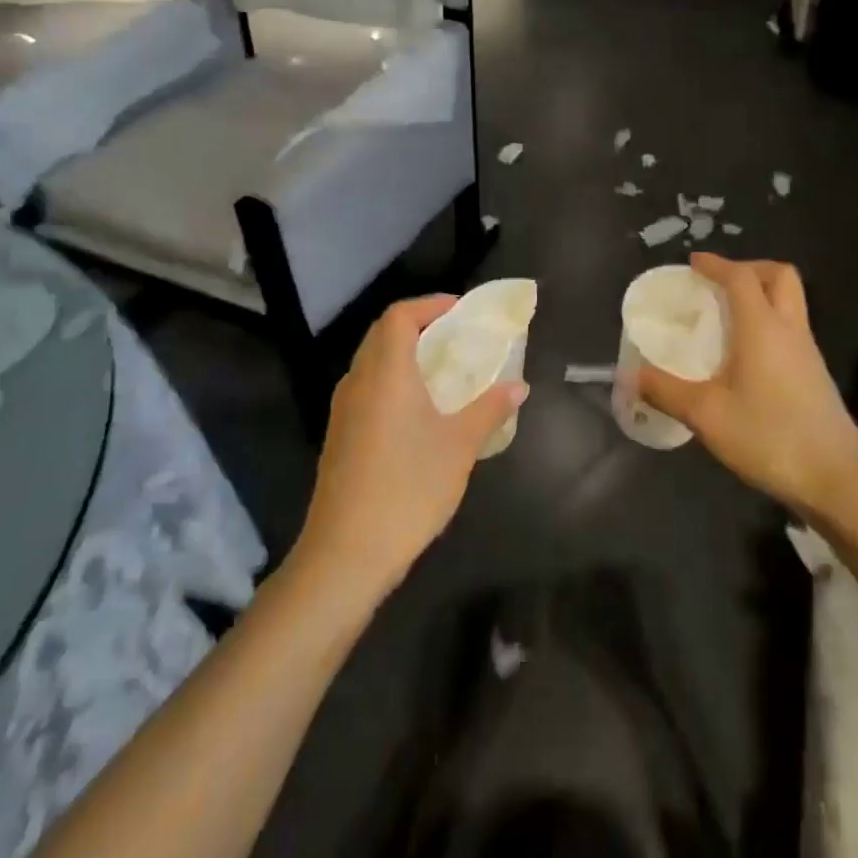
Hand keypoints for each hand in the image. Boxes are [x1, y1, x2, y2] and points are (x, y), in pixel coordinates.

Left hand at [296, 295, 527, 597]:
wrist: (346, 552)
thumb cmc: (409, 487)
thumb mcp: (459, 446)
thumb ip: (490, 409)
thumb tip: (518, 386)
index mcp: (385, 372)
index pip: (399, 315)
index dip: (430, 304)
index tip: (460, 311)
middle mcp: (358, 381)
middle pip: (382, 334)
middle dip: (418, 325)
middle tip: (455, 336)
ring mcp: (343, 410)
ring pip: (371, 362)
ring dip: (404, 354)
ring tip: (441, 370)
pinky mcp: (339, 436)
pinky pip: (366, 389)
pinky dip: (392, 382)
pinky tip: (417, 411)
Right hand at [637, 254, 857, 517]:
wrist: (835, 480)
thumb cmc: (769, 437)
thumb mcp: (706, 415)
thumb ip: (665, 391)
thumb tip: (630, 375)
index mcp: (763, 328)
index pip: (741, 277)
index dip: (716, 264)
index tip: (693, 263)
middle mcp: (790, 330)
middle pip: (779, 276)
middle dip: (749, 268)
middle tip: (719, 283)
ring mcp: (808, 352)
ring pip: (790, 301)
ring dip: (761, 294)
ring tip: (727, 316)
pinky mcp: (815, 374)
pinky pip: (792, 327)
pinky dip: (769, 321)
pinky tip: (746, 354)